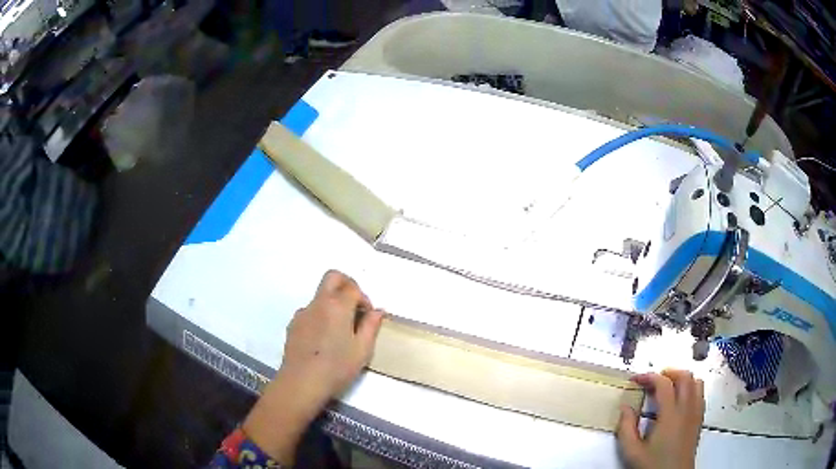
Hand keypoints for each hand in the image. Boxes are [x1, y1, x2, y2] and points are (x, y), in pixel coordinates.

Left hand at [242, 270, 384, 463]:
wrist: (301, 382)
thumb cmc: (336, 367)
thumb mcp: (362, 350)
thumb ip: (371, 326)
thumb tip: (378, 311)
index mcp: (337, 306)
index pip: (353, 288)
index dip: (364, 299)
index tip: (367, 316)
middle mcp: (318, 303)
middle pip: (333, 277)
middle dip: (347, 285)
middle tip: (355, 306)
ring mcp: (303, 312)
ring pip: (320, 296)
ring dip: (333, 303)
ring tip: (339, 330)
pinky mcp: (293, 324)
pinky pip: (310, 312)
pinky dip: (320, 316)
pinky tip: (323, 340)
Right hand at [617, 370, 704, 468]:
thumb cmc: (652, 466)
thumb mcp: (632, 452)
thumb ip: (626, 428)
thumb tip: (625, 407)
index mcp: (670, 415)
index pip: (663, 384)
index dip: (649, 376)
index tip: (636, 379)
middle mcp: (687, 409)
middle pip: (685, 376)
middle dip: (668, 372)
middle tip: (652, 380)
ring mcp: (696, 413)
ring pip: (696, 382)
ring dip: (682, 378)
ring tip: (668, 386)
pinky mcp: (699, 419)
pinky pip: (700, 394)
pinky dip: (691, 388)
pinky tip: (680, 399)